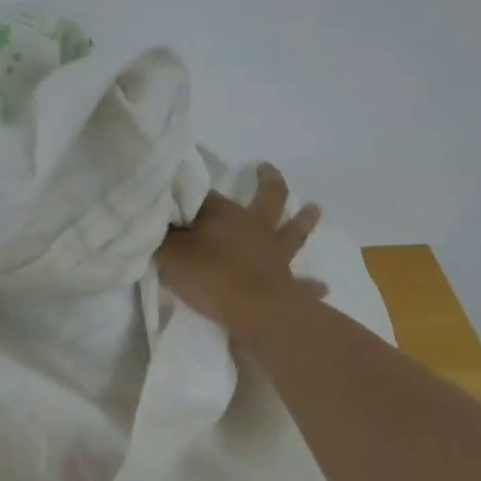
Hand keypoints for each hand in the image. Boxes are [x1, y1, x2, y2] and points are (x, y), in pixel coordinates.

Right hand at [157, 165, 327, 334]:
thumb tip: (157, 218)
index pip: (203, 195)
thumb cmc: (209, 275)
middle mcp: (254, 228)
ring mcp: (275, 255)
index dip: (191, 192)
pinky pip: (302, 284)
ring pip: (293, 232)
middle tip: (267, 169)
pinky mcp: (287, 285)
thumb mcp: (169, 252)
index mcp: (225, 215)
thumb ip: (161, 236)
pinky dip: (311, 285)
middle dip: (268, 182)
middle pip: (267, 199)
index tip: (178, 189)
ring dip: (304, 220)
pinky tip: (322, 285)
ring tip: (314, 209)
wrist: (254, 311)